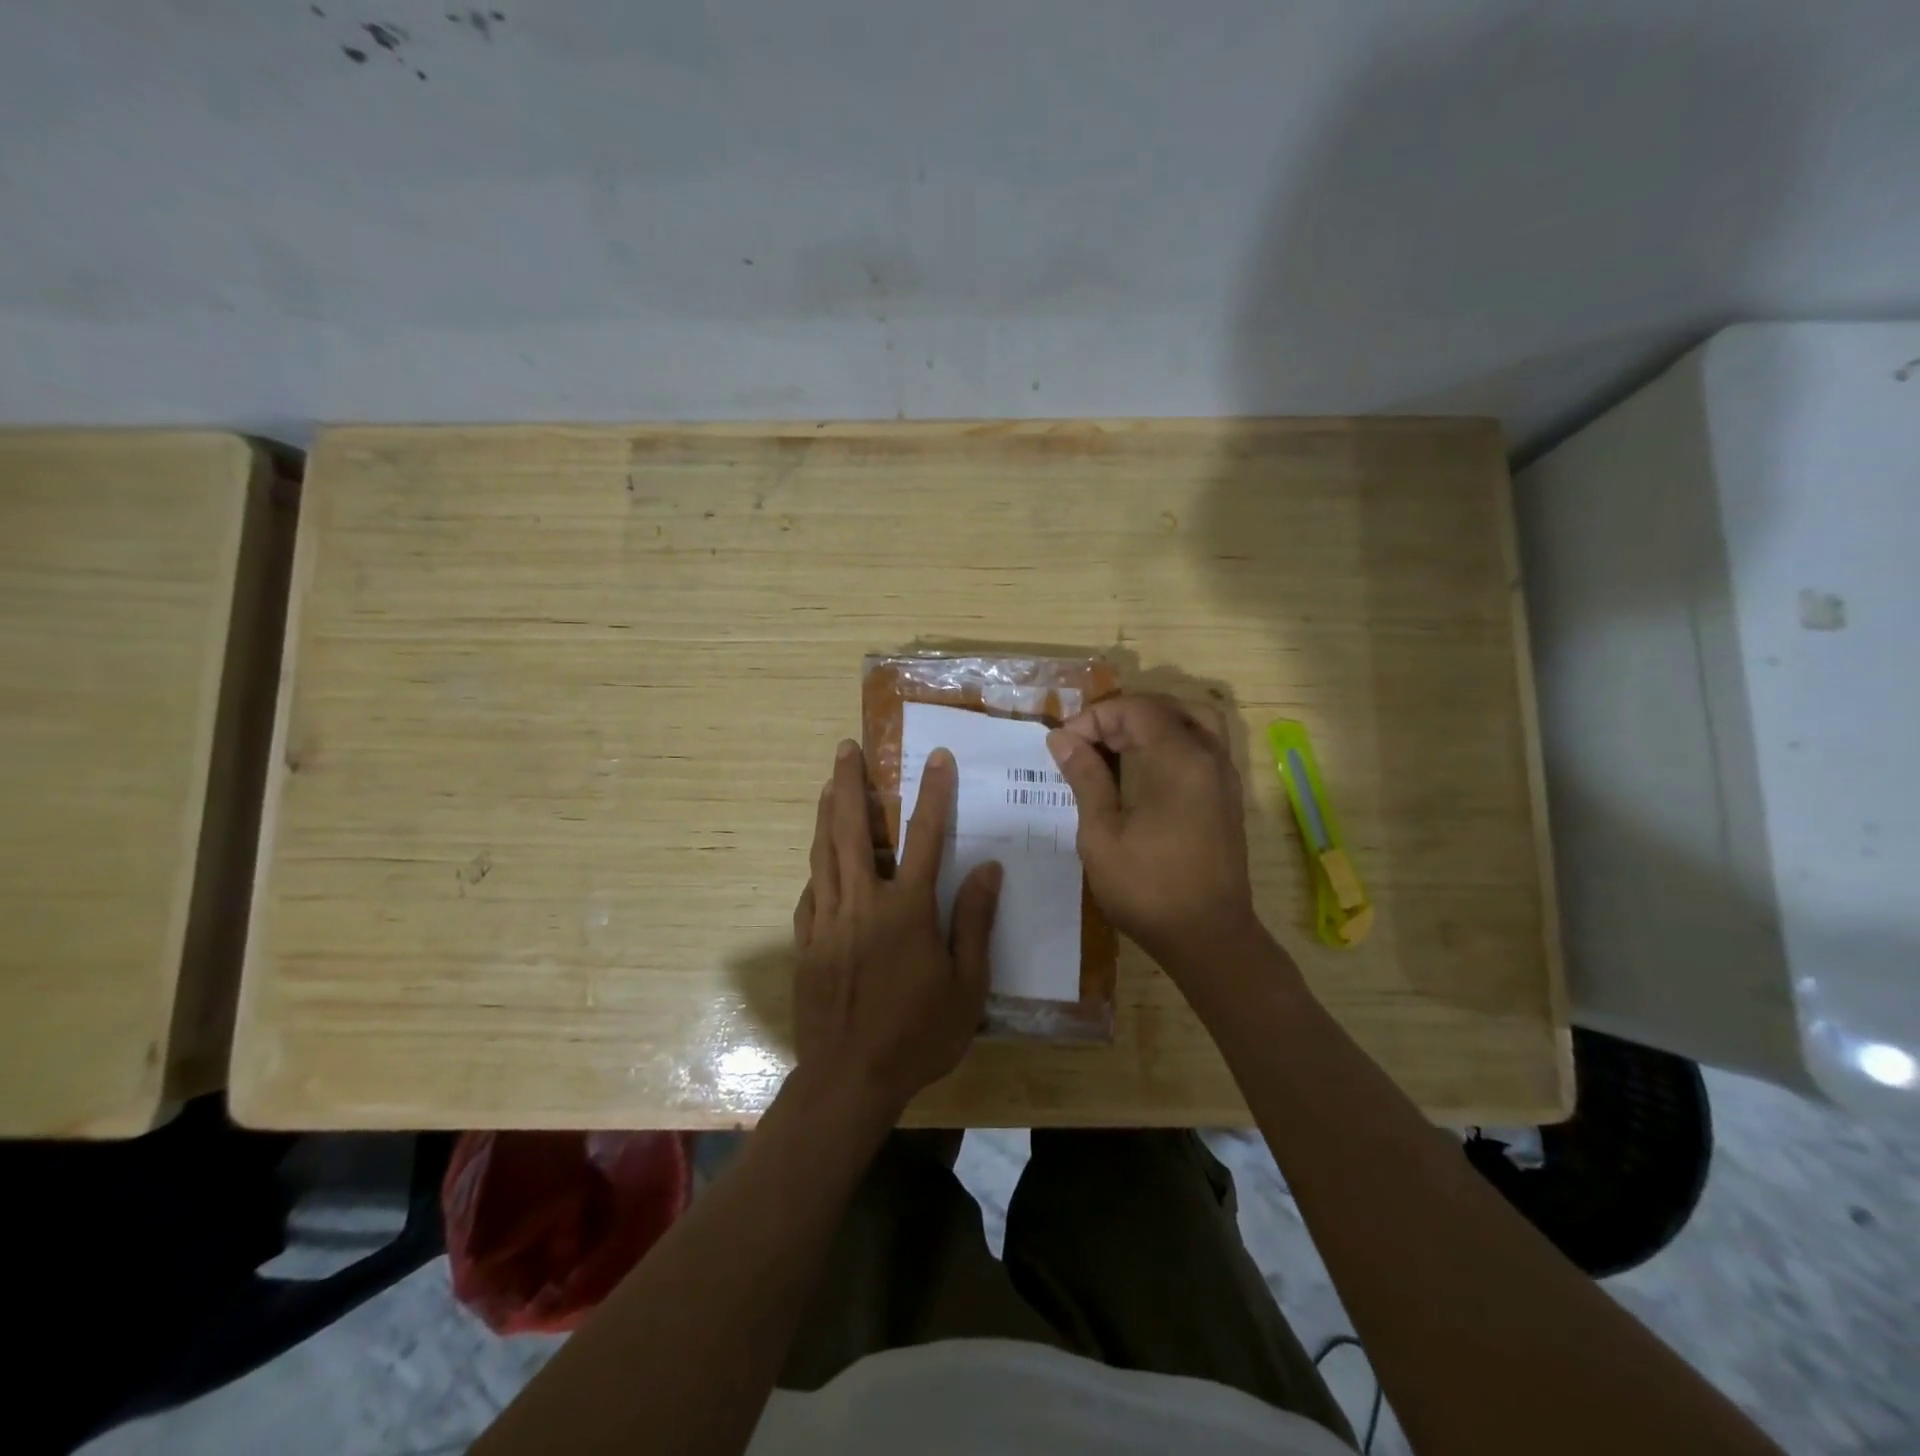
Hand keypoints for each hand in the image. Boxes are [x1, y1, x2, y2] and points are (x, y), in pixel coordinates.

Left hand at [791, 739, 1001, 1118]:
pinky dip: (816, 867)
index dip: (933, 793)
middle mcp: (862, 903)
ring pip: (824, 853)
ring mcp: (828, 921)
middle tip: (845, 748)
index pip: (924, 837)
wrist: (849, 1079)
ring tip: (829, 784)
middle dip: (851, 784)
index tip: (935, 756)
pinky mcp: (806, 942)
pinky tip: (820, 859)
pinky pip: (810, 892)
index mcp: (906, 910)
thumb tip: (987, 867)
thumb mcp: (966, 986)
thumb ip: (974, 922)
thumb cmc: (918, 1034)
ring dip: (827, 814)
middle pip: (854, 831)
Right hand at [1047, 694, 1259, 966]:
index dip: (1095, 718)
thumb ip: (1086, 777)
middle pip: (1166, 708)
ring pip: (1193, 720)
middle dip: (1122, 715)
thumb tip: (1063, 739)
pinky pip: (1203, 745)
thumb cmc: (1147, 888)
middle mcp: (1209, 757)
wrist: (1208, 938)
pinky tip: (1144, 767)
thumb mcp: (1102, 833)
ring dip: (1152, 723)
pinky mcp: (1228, 796)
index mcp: (1179, 760)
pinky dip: (1172, 740)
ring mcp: (1224, 776)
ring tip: (1116, 744)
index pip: (1136, 710)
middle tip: (1088, 740)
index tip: (1065, 745)